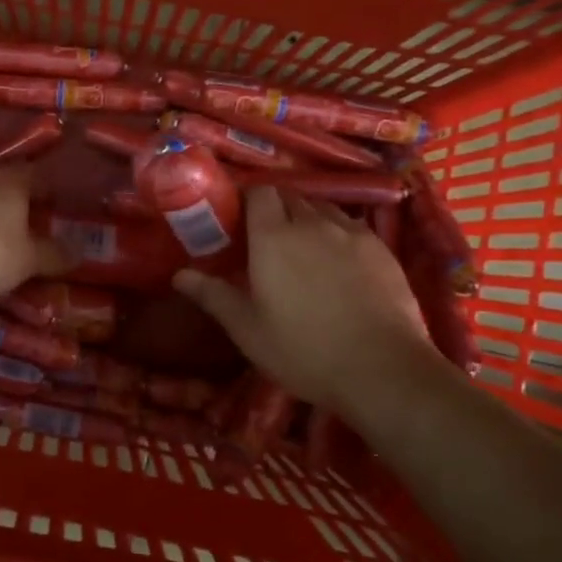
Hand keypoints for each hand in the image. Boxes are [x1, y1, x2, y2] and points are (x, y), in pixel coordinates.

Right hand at [174, 188, 433, 419]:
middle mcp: (312, 223)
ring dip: (308, 219)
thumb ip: (213, 296)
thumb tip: (179, 275)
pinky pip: (351, 227)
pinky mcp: (382, 249)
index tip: (238, 218)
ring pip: (323, 209)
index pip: (259, 192)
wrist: (382, 369)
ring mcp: (351, 233)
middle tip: (265, 238)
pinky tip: (339, 263)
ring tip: (303, 248)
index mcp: (273, 237)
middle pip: (291, 197)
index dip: (248, 199)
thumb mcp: (248, 329)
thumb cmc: (303, 350)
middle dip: (276, 209)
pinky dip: (338, 234)